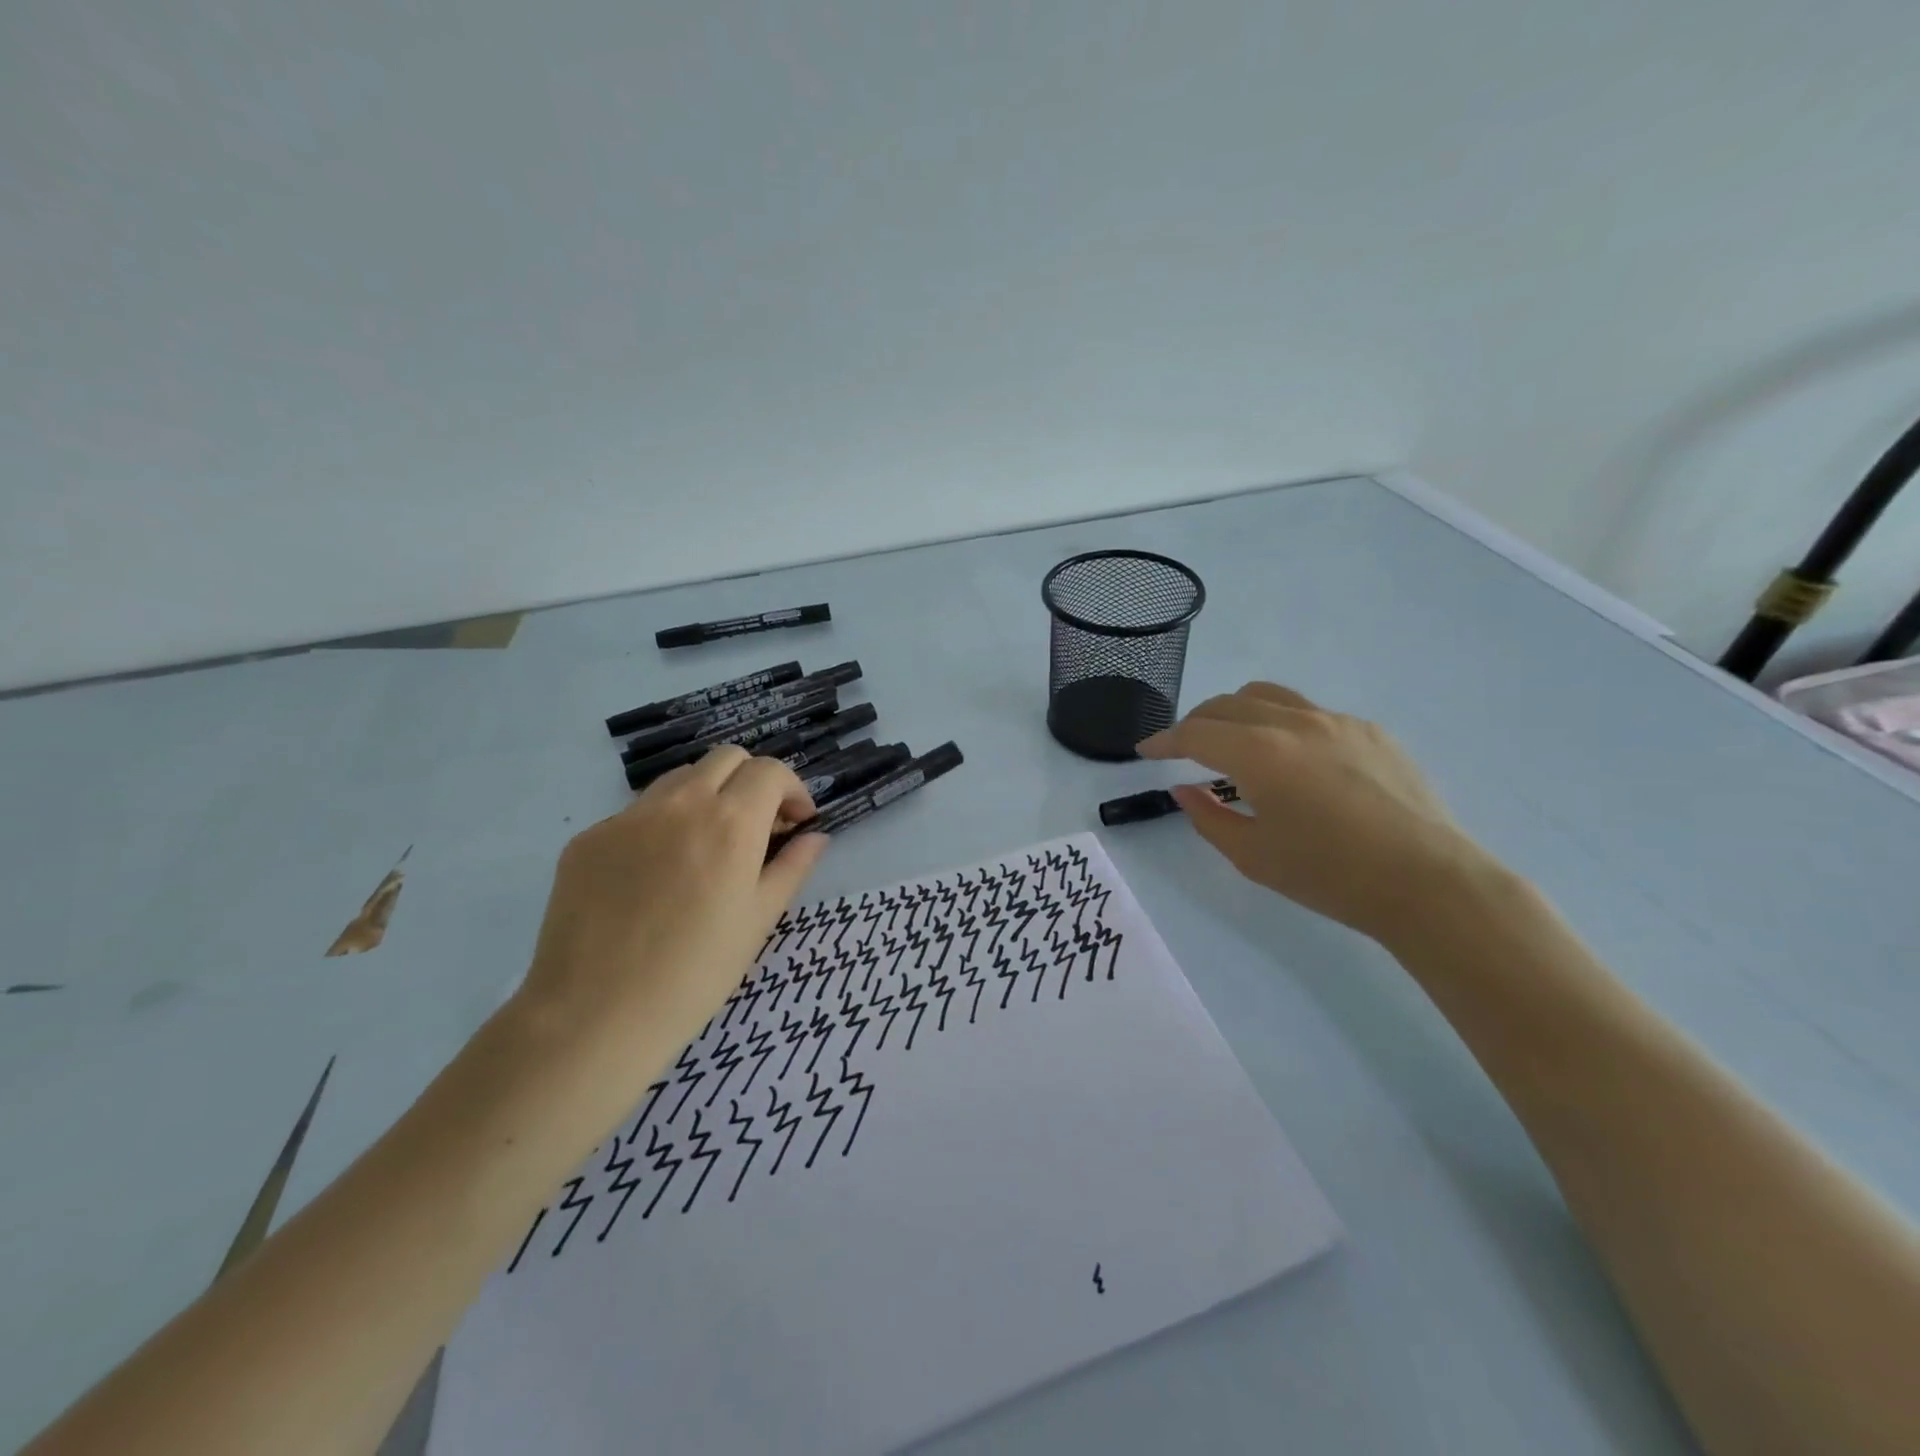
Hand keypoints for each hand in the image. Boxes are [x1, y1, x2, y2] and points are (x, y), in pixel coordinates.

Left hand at [515, 747, 827, 1083]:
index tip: (796, 822)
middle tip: (756, 827)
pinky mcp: (588, 838)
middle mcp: (679, 804)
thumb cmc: (695, 974)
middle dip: (751, 782)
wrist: (594, 1015)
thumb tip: (815, 837)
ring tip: (706, 848)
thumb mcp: (759, 921)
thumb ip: (792, 868)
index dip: (792, 790)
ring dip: (706, 797)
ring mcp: (627, 817)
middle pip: (726, 759)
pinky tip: (655, 877)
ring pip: (679, 779)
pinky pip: (636, 813)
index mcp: (730, 822)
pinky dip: (660, 826)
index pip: (770, 771)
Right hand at [1140, 682, 1489, 941]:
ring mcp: (1336, 721)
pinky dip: (1282, 725)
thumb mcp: (1252, 856)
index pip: (1195, 733)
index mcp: (1259, 753)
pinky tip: (1295, 762)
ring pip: (1269, 696)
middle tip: (1184, 750)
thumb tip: (1185, 789)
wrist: (1429, 882)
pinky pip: (1310, 713)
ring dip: (1237, 712)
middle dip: (1196, 723)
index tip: (1145, 751)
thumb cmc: (1331, 876)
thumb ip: (1207, 816)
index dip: (1163, 740)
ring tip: (1234, 742)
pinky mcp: (1370, 731)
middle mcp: (1294, 722)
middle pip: (1227, 704)